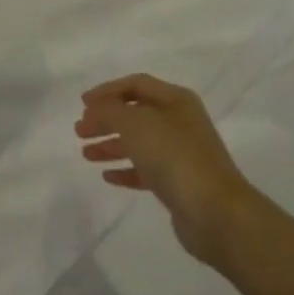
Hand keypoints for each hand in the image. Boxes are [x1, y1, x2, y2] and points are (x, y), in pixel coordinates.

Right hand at [76, 74, 259, 266]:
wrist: (213, 210)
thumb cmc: (173, 156)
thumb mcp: (135, 123)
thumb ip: (109, 111)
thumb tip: (96, 110)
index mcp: (176, 101)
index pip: (136, 84)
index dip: (107, 91)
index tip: (82, 105)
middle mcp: (180, 123)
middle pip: (136, 114)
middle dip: (106, 119)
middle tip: (80, 131)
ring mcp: (181, 154)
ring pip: (139, 143)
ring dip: (111, 145)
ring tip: (86, 154)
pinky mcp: (179, 183)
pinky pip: (146, 170)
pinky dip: (126, 170)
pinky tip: (107, 176)